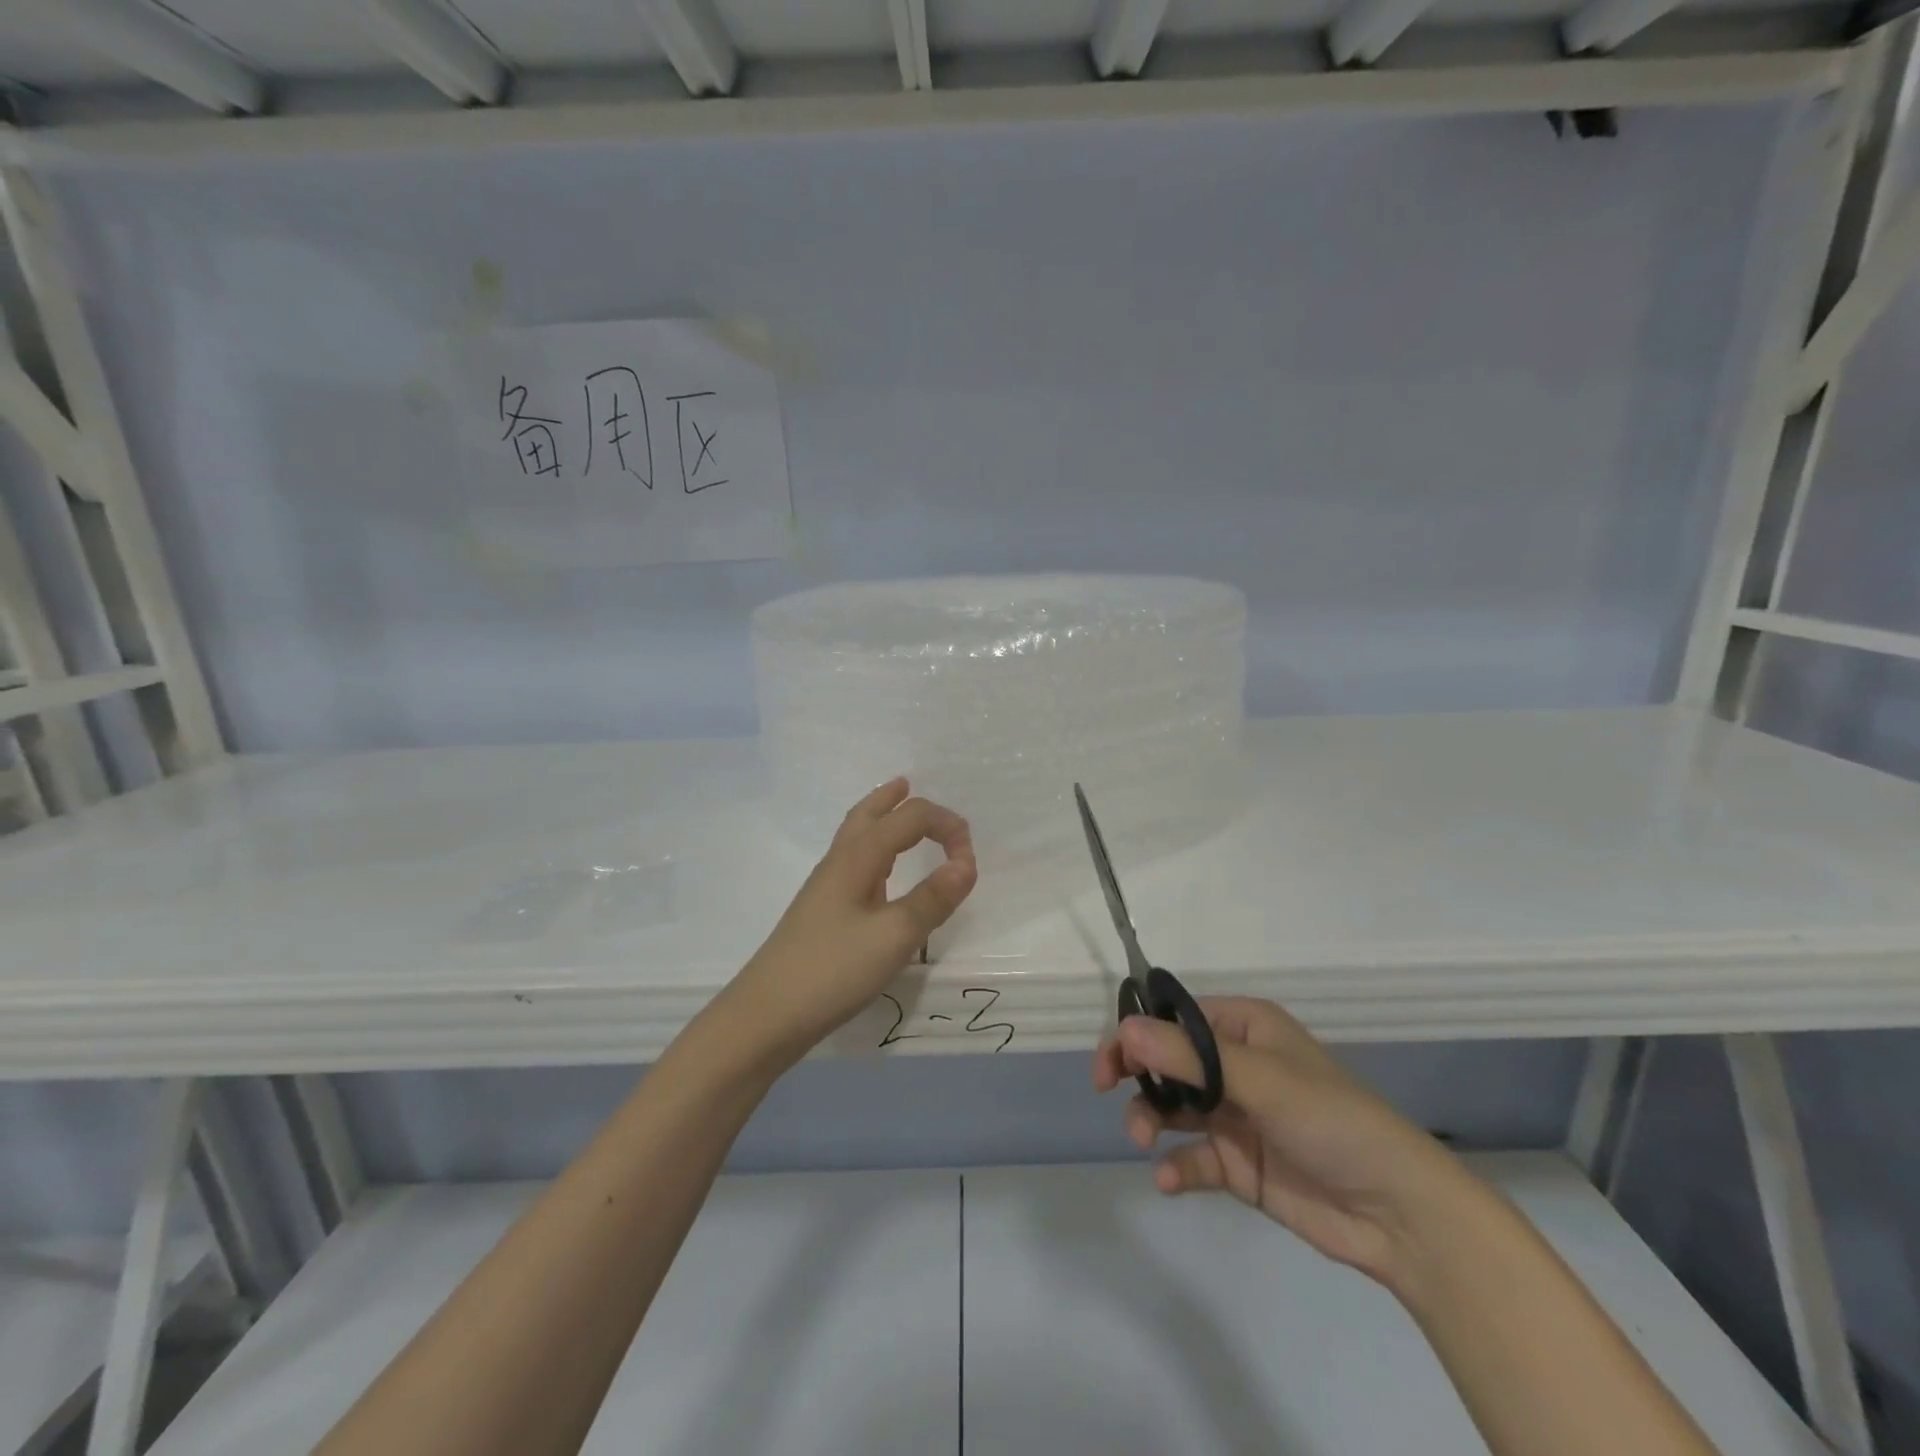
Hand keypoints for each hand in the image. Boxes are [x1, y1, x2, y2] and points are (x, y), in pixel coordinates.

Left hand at [730, 778, 976, 1057]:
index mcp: (859, 858)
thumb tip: (967, 863)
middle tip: (916, 788)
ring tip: (896, 808)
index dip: (945, 827)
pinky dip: (873, 847)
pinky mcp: (821, 910)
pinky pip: (852, 860)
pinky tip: (879, 872)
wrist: (766, 1015)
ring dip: (880, 816)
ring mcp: (825, 886)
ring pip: (856, 834)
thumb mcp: (894, 937)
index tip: (969, 861)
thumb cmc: (833, 971)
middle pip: (868, 813)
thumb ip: (932, 899)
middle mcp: (839, 861)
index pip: (909, 819)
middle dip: (896, 799)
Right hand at [1094, 996, 1475, 1286]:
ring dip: (1149, 1119)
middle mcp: (1236, 1065)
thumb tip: (1125, 1029)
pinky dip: (1176, 1166)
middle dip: (1137, 1074)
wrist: (1397, 1213)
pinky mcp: (1239, 1164)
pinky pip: (1194, 1157)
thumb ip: (1188, 1057)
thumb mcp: (1259, 1079)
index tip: (1112, 1058)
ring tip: (1144, 1140)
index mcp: (1244, 1029)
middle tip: (1107, 1088)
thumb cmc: (1331, 1120)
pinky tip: (1169, 1179)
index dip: (1139, 1031)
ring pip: (1173, 1107)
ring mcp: (1236, 1116)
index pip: (1176, 1018)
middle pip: (1167, 1060)